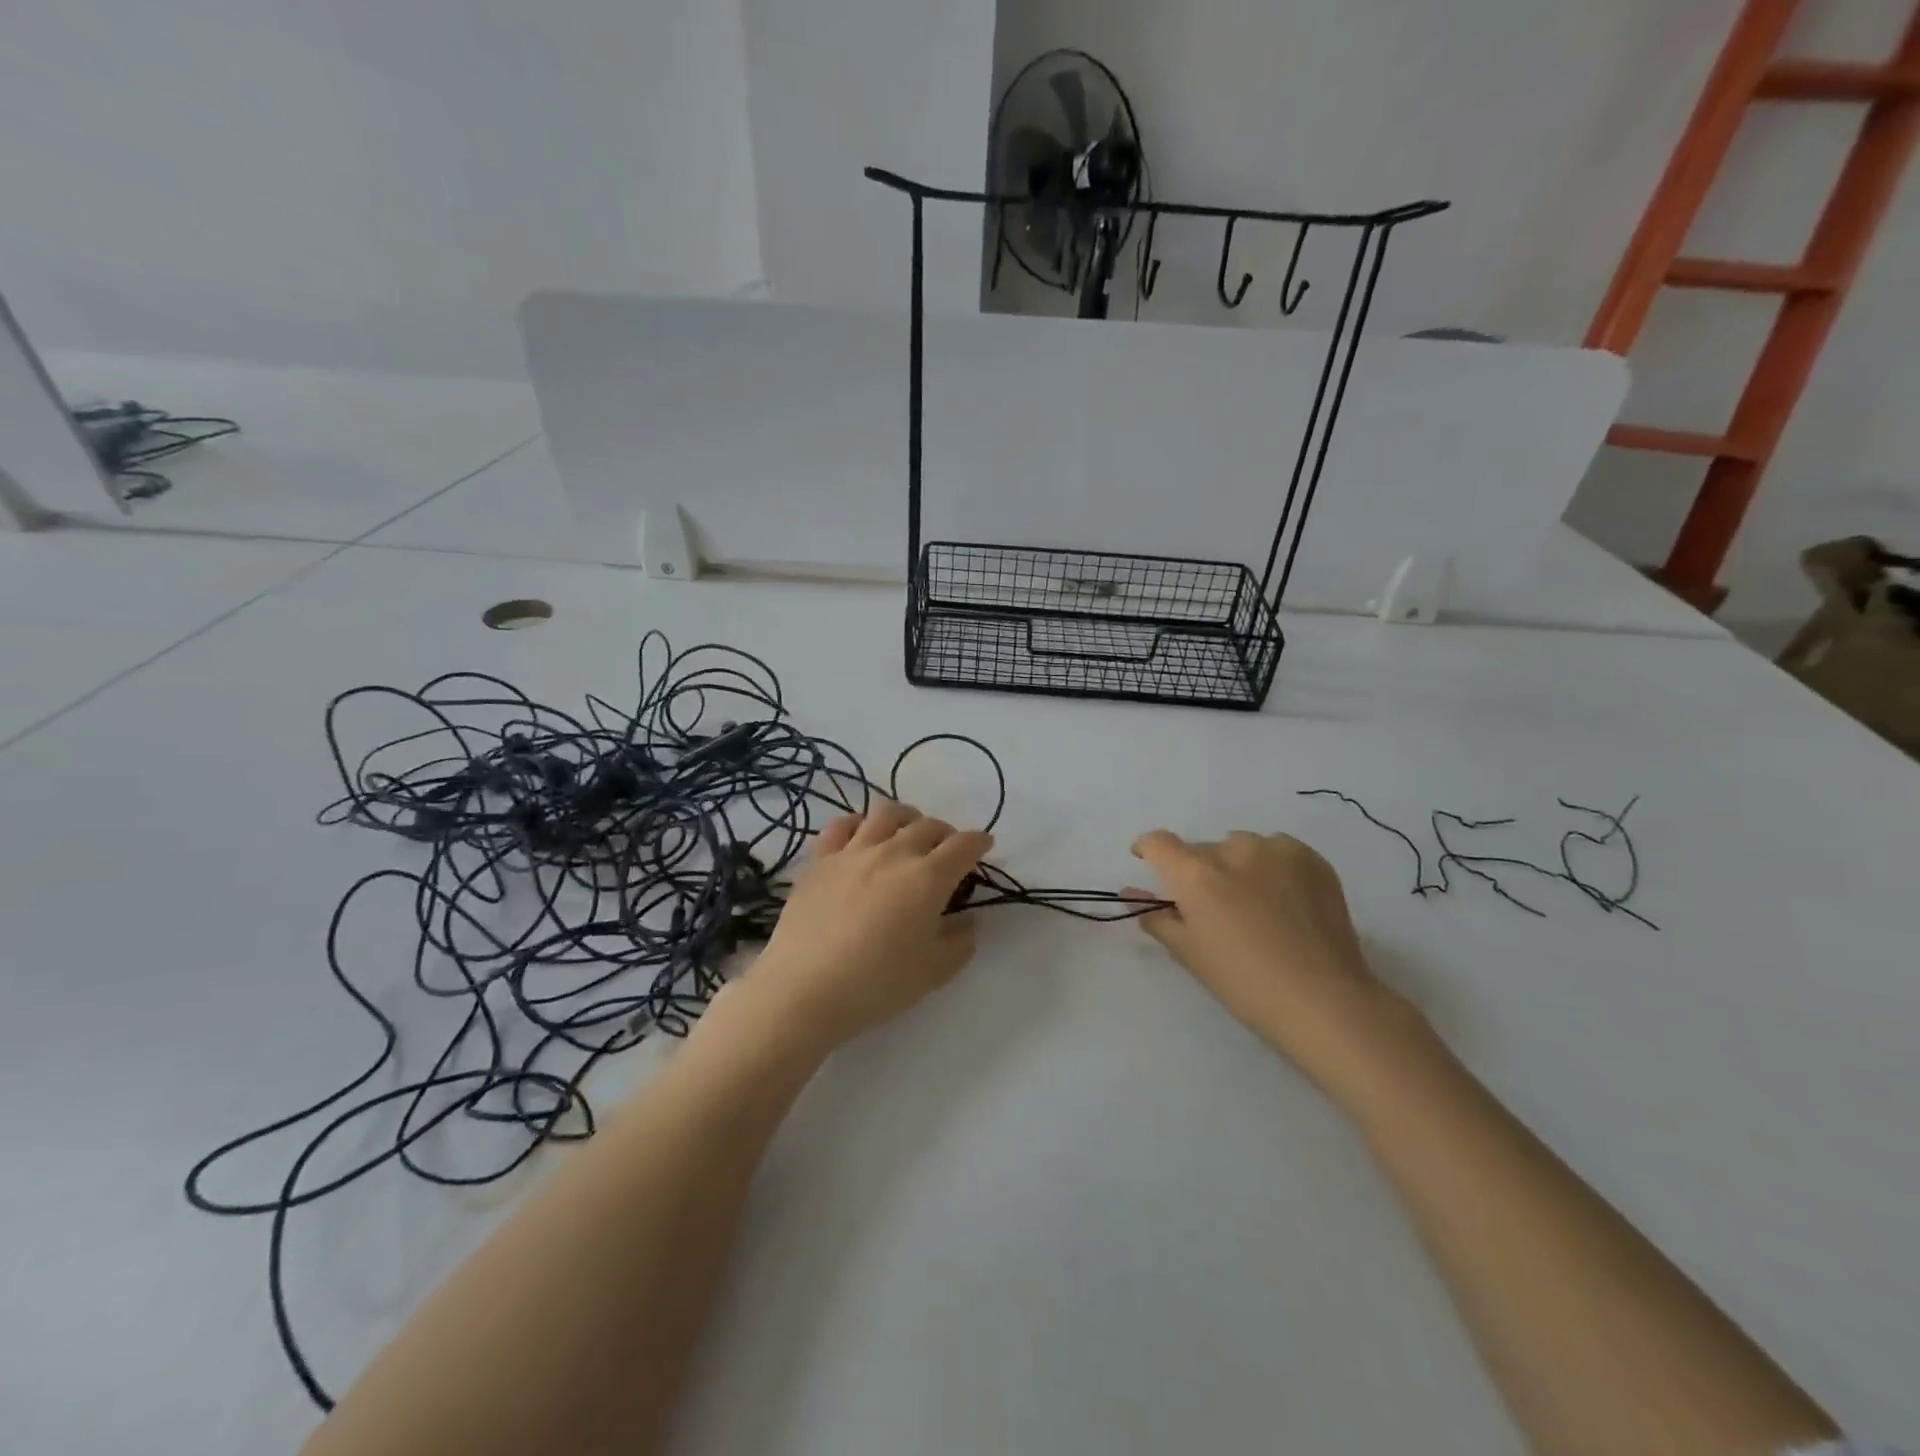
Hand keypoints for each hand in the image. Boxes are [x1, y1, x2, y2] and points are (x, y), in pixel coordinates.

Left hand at [748, 799, 992, 1050]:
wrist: (804, 989)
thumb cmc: (877, 983)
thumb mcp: (934, 971)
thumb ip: (961, 941)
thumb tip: (968, 919)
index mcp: (929, 877)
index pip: (964, 845)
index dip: (979, 842)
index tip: (984, 845)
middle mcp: (894, 852)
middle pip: (929, 825)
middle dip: (946, 834)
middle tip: (946, 852)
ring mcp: (854, 851)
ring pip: (886, 813)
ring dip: (906, 818)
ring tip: (907, 833)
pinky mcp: (820, 859)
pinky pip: (841, 824)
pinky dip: (858, 824)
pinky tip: (861, 837)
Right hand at [1128, 829, 1424, 1098]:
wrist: (1324, 1000)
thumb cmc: (1244, 983)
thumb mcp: (1189, 953)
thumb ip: (1157, 916)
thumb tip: (1132, 893)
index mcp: (1196, 875)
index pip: (1159, 842)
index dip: (1148, 848)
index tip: (1148, 862)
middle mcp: (1233, 850)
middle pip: (1202, 849)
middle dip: (1199, 871)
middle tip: (1214, 908)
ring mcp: (1276, 851)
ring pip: (1241, 847)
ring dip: (1237, 866)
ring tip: (1254, 904)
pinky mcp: (1312, 859)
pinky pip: (1277, 851)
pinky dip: (1271, 867)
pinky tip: (1284, 901)